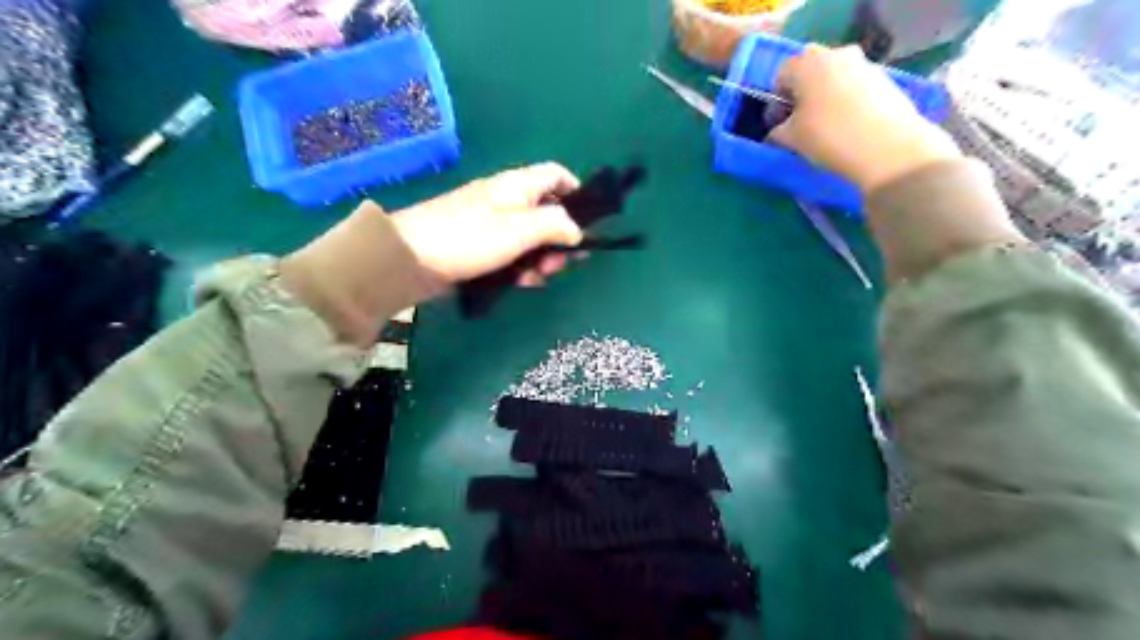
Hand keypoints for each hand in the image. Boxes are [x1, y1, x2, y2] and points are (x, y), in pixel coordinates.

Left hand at [396, 162, 587, 287]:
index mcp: (517, 185)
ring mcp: (492, 225)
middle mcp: (507, 200)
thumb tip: (577, 231)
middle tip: (562, 263)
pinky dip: (522, 267)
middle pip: (547, 213)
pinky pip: (512, 255)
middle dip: (560, 238)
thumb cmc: (470, 238)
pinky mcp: (480, 248)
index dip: (576, 192)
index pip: (556, 175)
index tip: (587, 221)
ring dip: (542, 258)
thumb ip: (555, 225)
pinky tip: (523, 283)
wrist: (411, 259)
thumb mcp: (520, 229)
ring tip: (540, 277)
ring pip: (531, 238)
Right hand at [764, 43, 959, 190]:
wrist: (888, 147)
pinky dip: (847, 103)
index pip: (781, 75)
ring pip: (834, 78)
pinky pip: (855, 88)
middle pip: (810, 71)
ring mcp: (865, 64)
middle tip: (800, 123)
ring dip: (825, 98)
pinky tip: (848, 128)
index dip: (776, 101)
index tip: (778, 124)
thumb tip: (776, 133)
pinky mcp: (885, 80)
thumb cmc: (828, 137)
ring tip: (825, 128)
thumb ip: (776, 133)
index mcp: (807, 63)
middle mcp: (837, 54)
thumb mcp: (790, 139)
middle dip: (801, 95)